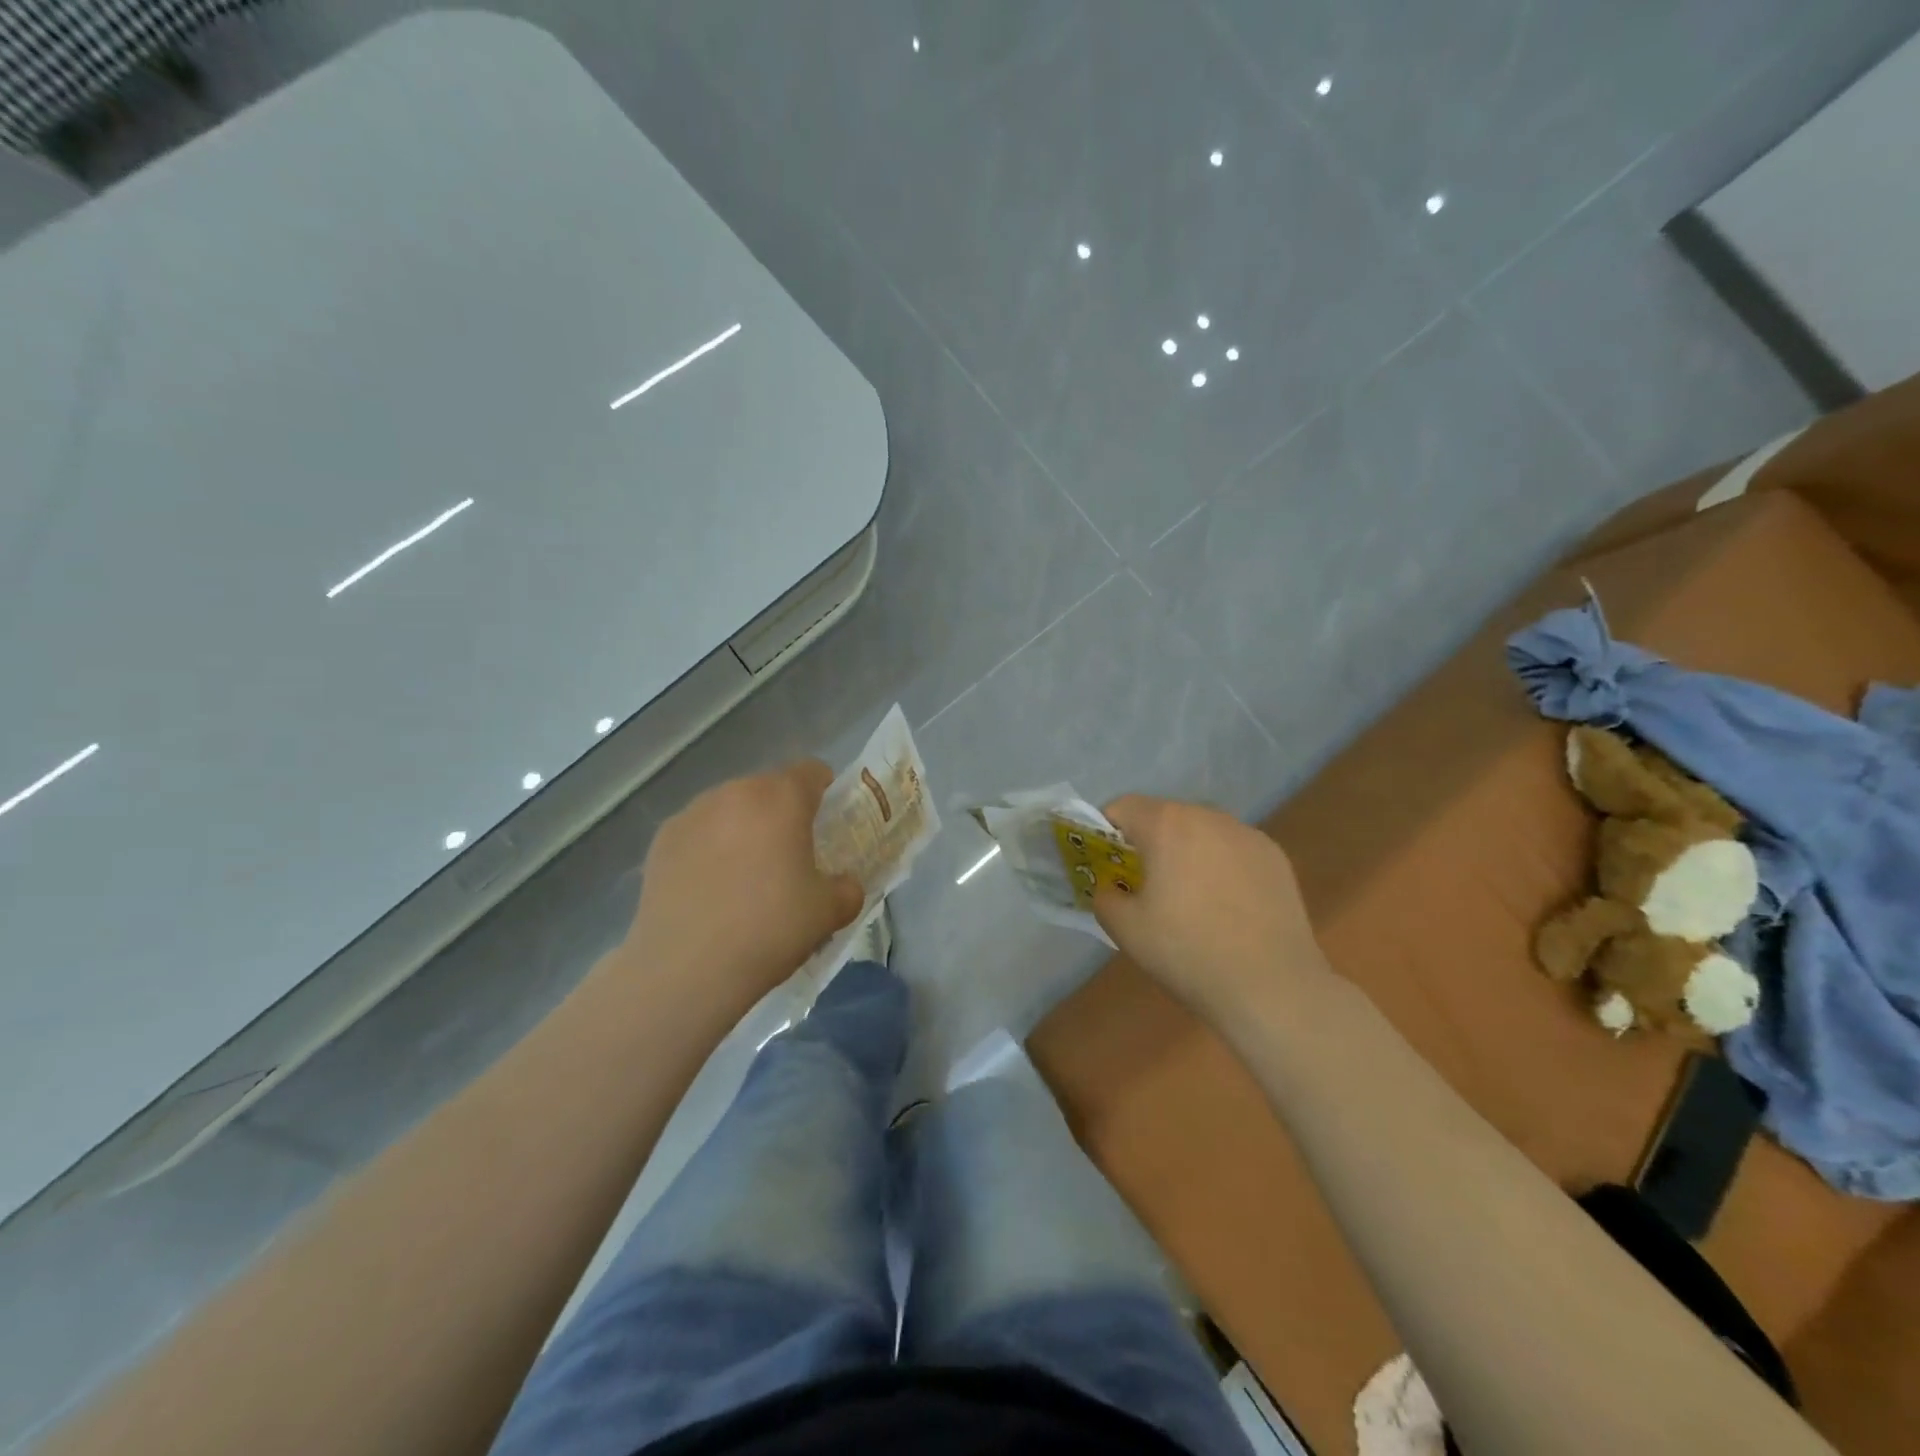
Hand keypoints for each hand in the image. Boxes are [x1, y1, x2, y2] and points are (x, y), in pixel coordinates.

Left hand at [621, 761, 863, 1016]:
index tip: (828, 824)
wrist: (687, 969)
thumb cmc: (770, 928)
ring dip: (744, 829)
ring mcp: (692, 814)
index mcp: (781, 798)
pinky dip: (709, 849)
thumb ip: (847, 888)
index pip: (812, 771)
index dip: (826, 792)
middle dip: (782, 814)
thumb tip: (843, 885)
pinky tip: (710, 891)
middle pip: (768, 789)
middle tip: (790, 857)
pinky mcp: (660, 841)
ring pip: (730, 809)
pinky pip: (698, 833)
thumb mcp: (829, 912)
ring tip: (745, 878)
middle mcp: (734, 792)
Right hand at [1093, 795, 1332, 1021]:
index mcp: (1166, 824)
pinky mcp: (1275, 857)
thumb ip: (1104, 896)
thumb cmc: (1188, 952)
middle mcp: (1207, 816)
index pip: (1121, 807)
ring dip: (1186, 852)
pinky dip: (1220, 866)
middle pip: (1163, 816)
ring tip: (1190, 899)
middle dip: (1147, 842)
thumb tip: (1111, 888)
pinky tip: (1227, 907)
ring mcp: (1247, 834)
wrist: (1272, 987)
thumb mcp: (1126, 929)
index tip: (1106, 866)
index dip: (1105, 832)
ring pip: (1201, 831)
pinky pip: (1233, 850)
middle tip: (1144, 886)